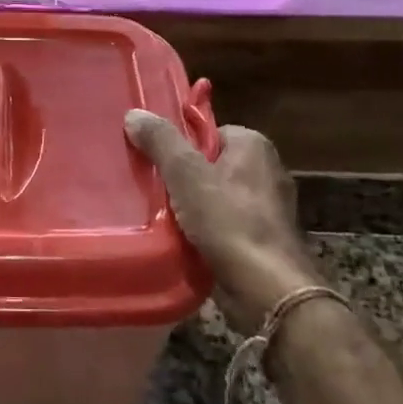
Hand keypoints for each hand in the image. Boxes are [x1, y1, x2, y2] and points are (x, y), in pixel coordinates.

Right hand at [124, 111, 327, 335]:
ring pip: (215, 196)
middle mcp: (266, 170)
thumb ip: (161, 141)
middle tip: (151, 189)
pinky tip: (183, 240)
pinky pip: (224, 224)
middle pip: (209, 164)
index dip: (179, 145)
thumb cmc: (229, 222)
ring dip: (190, 207)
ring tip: (160, 217)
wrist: (268, 290)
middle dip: (182, 178)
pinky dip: (204, 231)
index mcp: (254, 146)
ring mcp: (268, 208)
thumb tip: (134, 114)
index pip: (207, 132)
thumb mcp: (186, 174)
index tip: (154, 161)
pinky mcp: (263, 240)